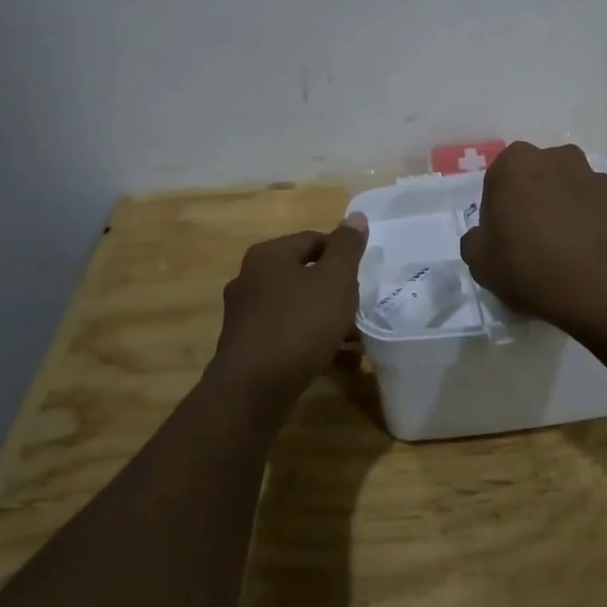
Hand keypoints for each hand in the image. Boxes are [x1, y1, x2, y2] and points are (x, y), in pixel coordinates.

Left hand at [208, 215, 368, 412]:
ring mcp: (245, 315)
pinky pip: (286, 335)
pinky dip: (310, 343)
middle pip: (304, 275)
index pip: (313, 240)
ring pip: (296, 308)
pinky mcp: (246, 348)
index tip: (362, 278)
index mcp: (268, 255)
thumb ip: (347, 248)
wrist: (253, 390)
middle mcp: (250, 279)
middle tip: (358, 308)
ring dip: (326, 320)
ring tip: (355, 340)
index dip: (342, 255)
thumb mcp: (334, 280)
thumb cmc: (299, 324)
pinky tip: (336, 362)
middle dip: (335, 291)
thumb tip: (355, 216)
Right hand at [459, 142, 606, 339]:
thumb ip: (474, 241)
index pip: (496, 182)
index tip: (502, 239)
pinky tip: (584, 254)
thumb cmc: (531, 267)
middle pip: (533, 179)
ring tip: (560, 251)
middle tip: (528, 242)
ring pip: (565, 190)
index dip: (496, 212)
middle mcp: (555, 158)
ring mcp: (592, 176)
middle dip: (529, 203)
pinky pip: (592, 208)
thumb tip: (486, 236)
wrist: (605, 289)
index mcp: (515, 163)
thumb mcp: (480, 263)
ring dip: (559, 210)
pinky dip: (586, 223)